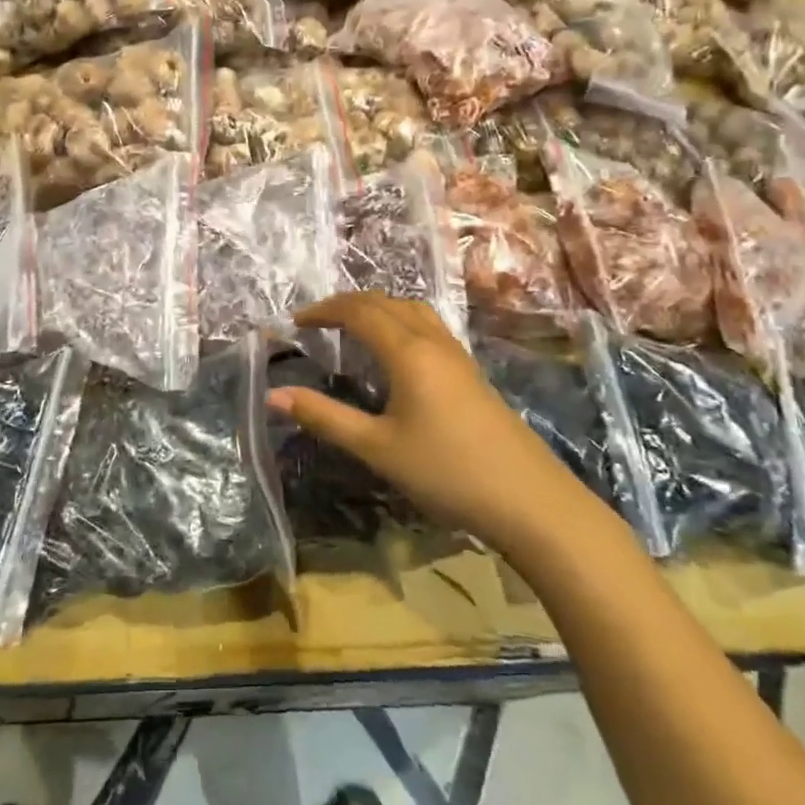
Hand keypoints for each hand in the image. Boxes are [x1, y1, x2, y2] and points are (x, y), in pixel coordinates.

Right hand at [270, 294, 600, 559]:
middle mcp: (433, 342)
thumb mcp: (376, 448)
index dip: (324, 310)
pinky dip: (400, 322)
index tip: (295, 322)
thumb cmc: (447, 472)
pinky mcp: (472, 374)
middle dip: (347, 304)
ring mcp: (458, 356)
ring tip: (353, 327)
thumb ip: (324, 417)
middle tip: (316, 321)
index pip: (360, 312)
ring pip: (413, 311)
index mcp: (408, 352)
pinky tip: (397, 353)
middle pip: (386, 303)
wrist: (531, 502)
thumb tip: (273, 395)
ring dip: (378, 308)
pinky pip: (428, 328)